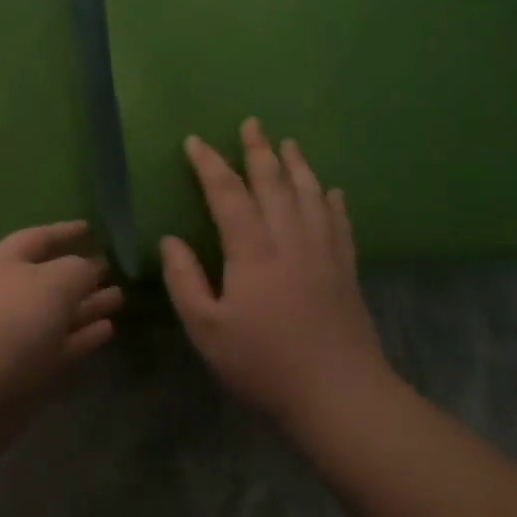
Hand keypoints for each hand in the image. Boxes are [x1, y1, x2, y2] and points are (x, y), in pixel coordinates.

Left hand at [0, 220, 122, 415]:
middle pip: (48, 278)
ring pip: (57, 314)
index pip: (38, 238)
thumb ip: (78, 270)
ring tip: (119, 298)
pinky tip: (108, 329)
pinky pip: (60, 346)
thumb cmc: (8, 323)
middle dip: (80, 274)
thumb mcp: (53, 283)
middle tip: (113, 269)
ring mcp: (14, 335)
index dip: (64, 231)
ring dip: (86, 306)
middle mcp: (7, 294)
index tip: (91, 228)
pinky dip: (82, 337)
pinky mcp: (24, 371)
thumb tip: (90, 268)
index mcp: (3, 262)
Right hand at [161, 118, 397, 428]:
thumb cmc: (263, 363)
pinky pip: (339, 222)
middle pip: (273, 182)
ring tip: (288, 143)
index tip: (195, 141)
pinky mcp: (346, 269)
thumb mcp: (207, 329)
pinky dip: (333, 201)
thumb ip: (184, 281)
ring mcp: (323, 252)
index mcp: (252, 250)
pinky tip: (331, 190)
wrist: (339, 394)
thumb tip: (170, 240)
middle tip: (251, 123)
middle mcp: (290, 239)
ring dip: (297, 165)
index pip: (227, 194)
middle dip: (258, 150)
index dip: (209, 165)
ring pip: (309, 194)